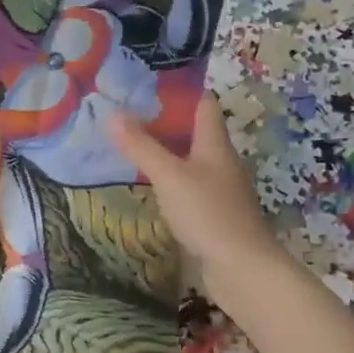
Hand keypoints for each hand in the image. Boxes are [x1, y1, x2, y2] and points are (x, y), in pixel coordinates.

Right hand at [107, 93, 278, 315]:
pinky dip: (166, 179)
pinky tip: (146, 185)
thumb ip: (141, 146)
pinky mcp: (211, 213)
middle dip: (163, 121)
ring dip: (163, 151)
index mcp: (214, 144)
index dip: (179, 91)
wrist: (241, 268)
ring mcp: (218, 189)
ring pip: (188, 160)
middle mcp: (219, 161)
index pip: (202, 104)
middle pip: (193, 131)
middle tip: (125, 114)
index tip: (146, 84)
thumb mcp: (169, 176)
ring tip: (128, 145)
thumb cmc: (207, 213)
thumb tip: (112, 113)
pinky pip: (186, 186)